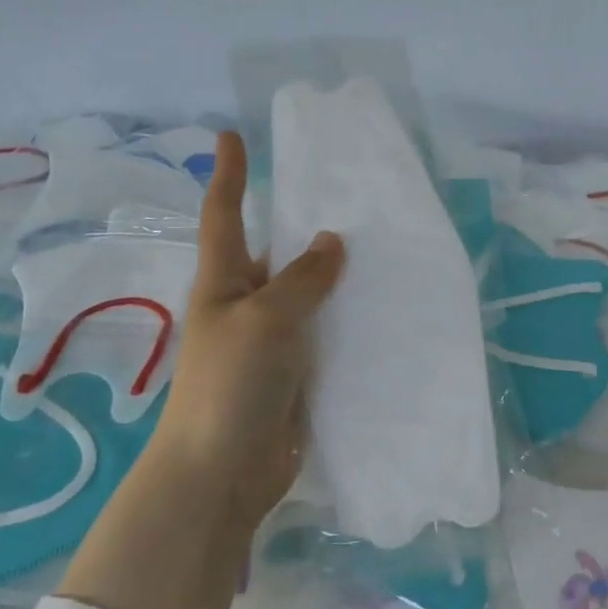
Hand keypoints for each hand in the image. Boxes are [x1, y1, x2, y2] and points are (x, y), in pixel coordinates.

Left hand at [144, 130, 344, 532]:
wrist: (222, 473)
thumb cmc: (230, 385)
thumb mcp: (264, 320)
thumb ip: (301, 280)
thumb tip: (333, 242)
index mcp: (223, 284)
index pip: (225, 217)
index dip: (229, 176)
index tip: (231, 136)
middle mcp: (246, 307)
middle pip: (276, 255)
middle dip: (305, 228)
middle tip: (350, 199)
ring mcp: (272, 344)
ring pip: (309, 297)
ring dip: (336, 278)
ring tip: (383, 249)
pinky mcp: (297, 376)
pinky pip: (326, 336)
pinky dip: (349, 321)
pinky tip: (385, 311)